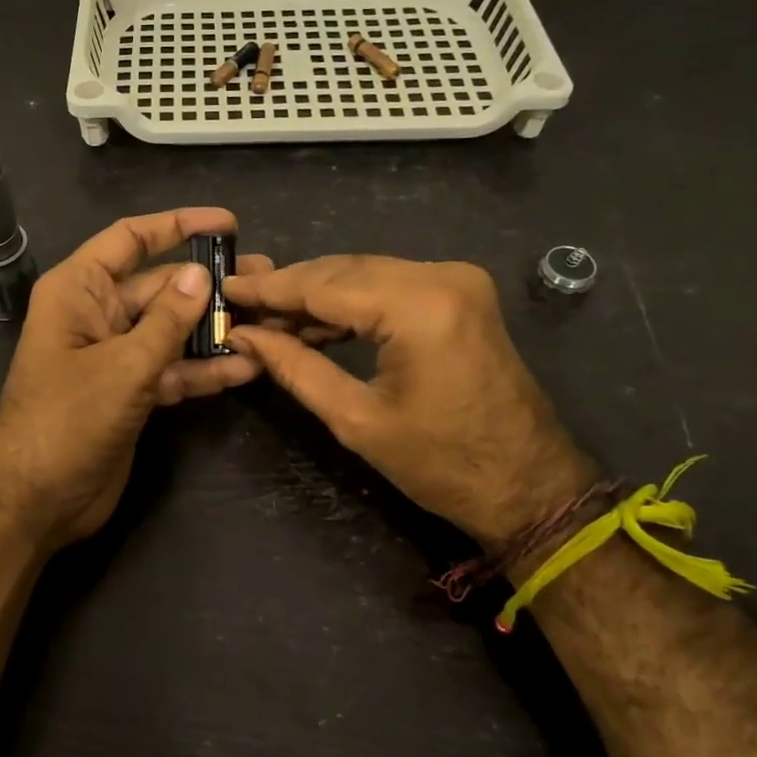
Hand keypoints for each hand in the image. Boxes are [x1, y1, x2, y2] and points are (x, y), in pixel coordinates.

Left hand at [0, 208, 272, 549]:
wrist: (36, 501)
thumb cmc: (67, 421)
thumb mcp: (124, 366)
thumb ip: (167, 320)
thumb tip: (201, 274)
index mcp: (79, 290)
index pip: (131, 240)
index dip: (177, 225)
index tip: (228, 224)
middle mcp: (97, 314)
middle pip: (159, 286)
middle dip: (209, 285)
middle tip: (265, 281)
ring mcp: (115, 355)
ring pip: (171, 330)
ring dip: (214, 330)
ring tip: (269, 322)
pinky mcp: (130, 392)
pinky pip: (171, 369)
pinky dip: (202, 370)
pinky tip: (245, 368)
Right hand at [222, 256, 594, 549]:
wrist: (529, 486)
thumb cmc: (441, 464)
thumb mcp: (356, 419)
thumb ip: (295, 367)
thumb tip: (243, 336)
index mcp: (418, 306)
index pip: (324, 285)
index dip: (270, 288)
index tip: (226, 287)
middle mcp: (441, 276)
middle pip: (343, 270)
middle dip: (290, 288)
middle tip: (240, 304)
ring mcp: (456, 281)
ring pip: (365, 273)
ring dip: (318, 294)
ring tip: (268, 318)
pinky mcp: (460, 294)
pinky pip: (390, 285)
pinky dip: (352, 302)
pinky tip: (314, 322)